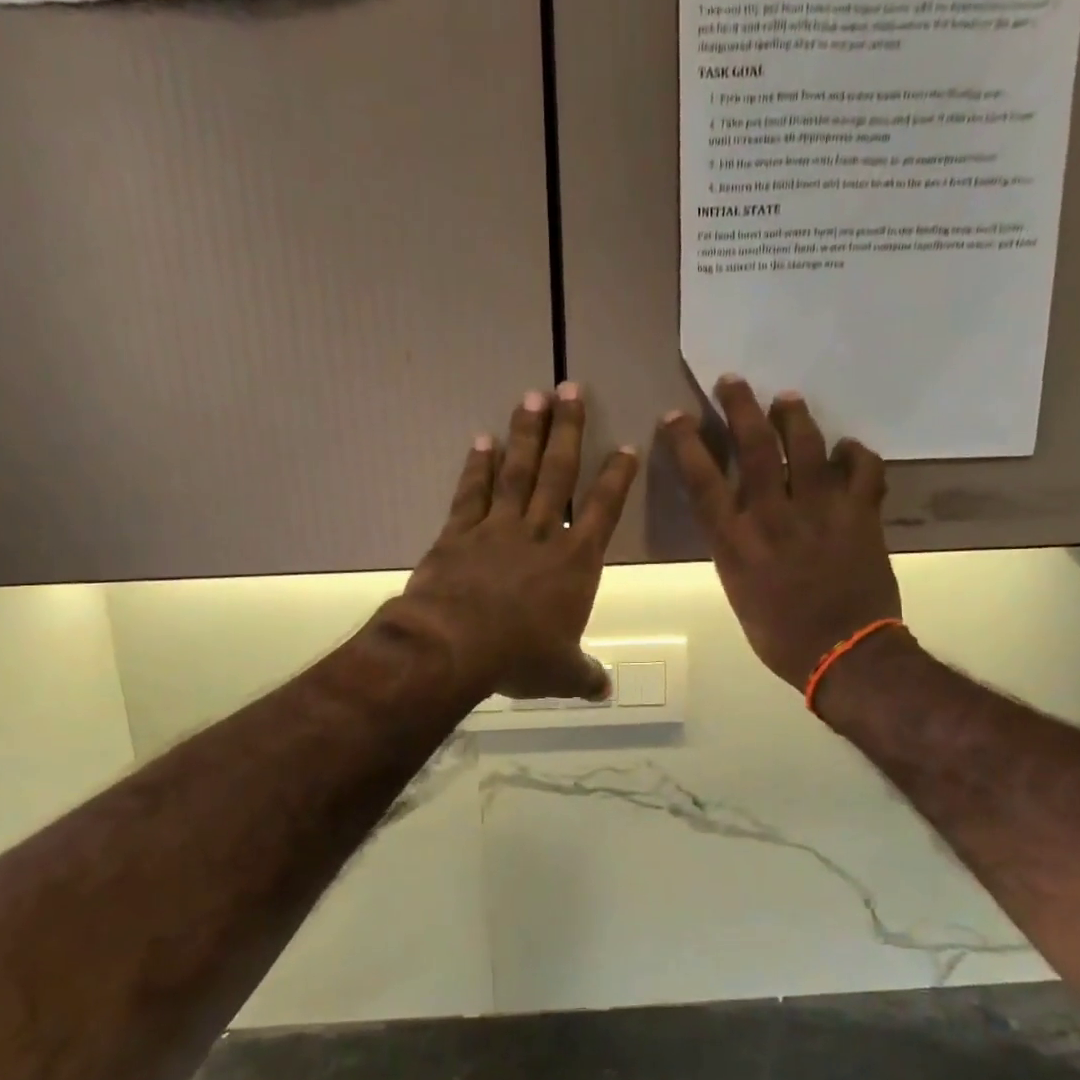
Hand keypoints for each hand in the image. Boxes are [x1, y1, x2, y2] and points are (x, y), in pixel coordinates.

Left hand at [397, 384, 639, 699]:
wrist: (454, 645)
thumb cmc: (519, 657)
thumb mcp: (561, 674)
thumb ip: (585, 675)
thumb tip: (605, 690)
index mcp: (576, 563)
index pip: (604, 510)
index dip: (616, 478)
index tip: (625, 446)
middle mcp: (542, 534)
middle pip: (560, 473)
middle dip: (568, 430)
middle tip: (571, 389)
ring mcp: (498, 528)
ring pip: (518, 471)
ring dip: (526, 434)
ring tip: (533, 397)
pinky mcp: (459, 532)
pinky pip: (472, 492)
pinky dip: (478, 466)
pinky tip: (482, 441)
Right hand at [660, 376, 904, 690]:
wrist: (845, 654)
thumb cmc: (781, 636)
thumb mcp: (739, 593)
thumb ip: (736, 550)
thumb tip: (741, 520)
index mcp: (736, 542)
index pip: (703, 480)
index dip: (686, 443)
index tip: (675, 417)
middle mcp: (774, 516)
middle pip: (754, 447)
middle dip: (739, 407)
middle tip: (733, 381)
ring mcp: (821, 510)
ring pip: (807, 446)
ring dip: (794, 416)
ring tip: (786, 400)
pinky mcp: (860, 513)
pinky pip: (864, 469)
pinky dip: (856, 454)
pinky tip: (847, 450)